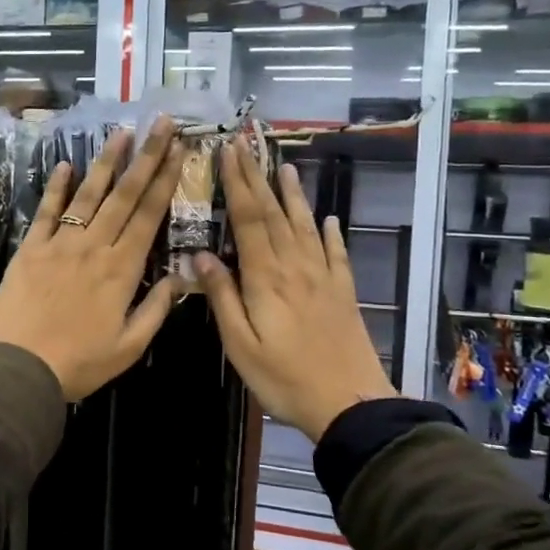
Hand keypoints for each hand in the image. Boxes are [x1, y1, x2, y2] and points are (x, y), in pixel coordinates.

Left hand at [0, 119, 186, 400]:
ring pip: (88, 195)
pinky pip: (47, 211)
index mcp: (122, 270)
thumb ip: (156, 309)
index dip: (165, 180)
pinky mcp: (31, 248)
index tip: (178, 150)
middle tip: (160, 124)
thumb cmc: (78, 363)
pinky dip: (56, 187)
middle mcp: (94, 247)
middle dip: (146, 157)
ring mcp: (60, 244)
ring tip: (121, 132)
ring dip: (106, 162)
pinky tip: (66, 164)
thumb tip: (179, 277)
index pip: (150, 216)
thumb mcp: (129, 347)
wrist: (18, 368)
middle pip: (125, 195)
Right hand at [195, 142, 397, 440]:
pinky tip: (329, 219)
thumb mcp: (240, 345)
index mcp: (266, 277)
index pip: (248, 219)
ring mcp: (323, 277)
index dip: (237, 184)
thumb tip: (200, 255)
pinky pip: (335, 253)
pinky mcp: (343, 292)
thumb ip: (222, 297)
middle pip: (274, 214)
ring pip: (305, 225)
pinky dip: (331, 232)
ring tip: (286, 167)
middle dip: (258, 177)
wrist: (349, 403)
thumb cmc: (284, 378)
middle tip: (247, 146)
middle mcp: (295, 267)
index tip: (227, 153)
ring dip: (293, 195)